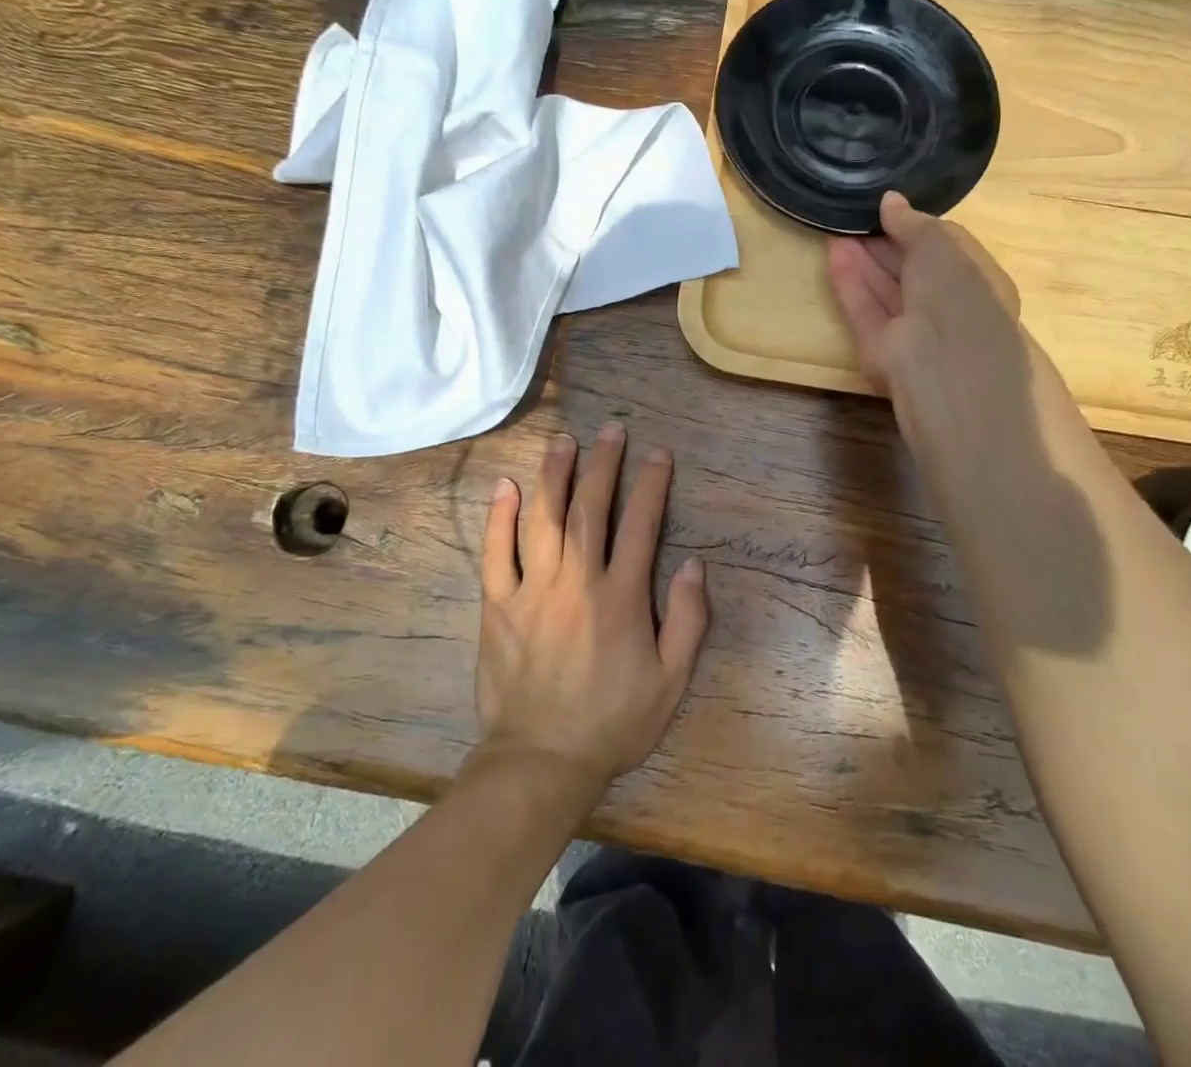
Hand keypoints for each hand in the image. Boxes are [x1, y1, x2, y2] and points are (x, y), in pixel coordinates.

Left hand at [474, 423, 709, 804]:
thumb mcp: (671, 681)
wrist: (541, 762)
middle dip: (603, 463)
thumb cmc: (613, 721)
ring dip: (555, 475)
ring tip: (563, 440)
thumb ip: (688, 620)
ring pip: (544, 518)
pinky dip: (500, 517)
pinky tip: (507, 486)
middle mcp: (577, 580)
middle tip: (611, 429)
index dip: (652, 484)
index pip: (641, 524)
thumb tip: (694, 563)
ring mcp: (532, 590)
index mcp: (621, 596)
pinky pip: (496, 553)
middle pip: (591, 508)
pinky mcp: (498, 605)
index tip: (658, 454)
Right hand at [827, 190, 1023, 397]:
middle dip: (884, 244)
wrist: (943, 363)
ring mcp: (913, 332)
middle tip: (855, 217)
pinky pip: (865, 309)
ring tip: (836, 228)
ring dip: (862, 260)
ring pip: (885, 290)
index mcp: (977, 282)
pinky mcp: (881, 349)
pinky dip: (850, 282)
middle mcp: (947, 308)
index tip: (887, 209)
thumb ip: (914, 222)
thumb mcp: (941, 243)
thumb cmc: (958, 293)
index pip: (944, 250)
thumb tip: (889, 201)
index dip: (916, 228)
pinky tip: (833, 252)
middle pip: (911, 271)